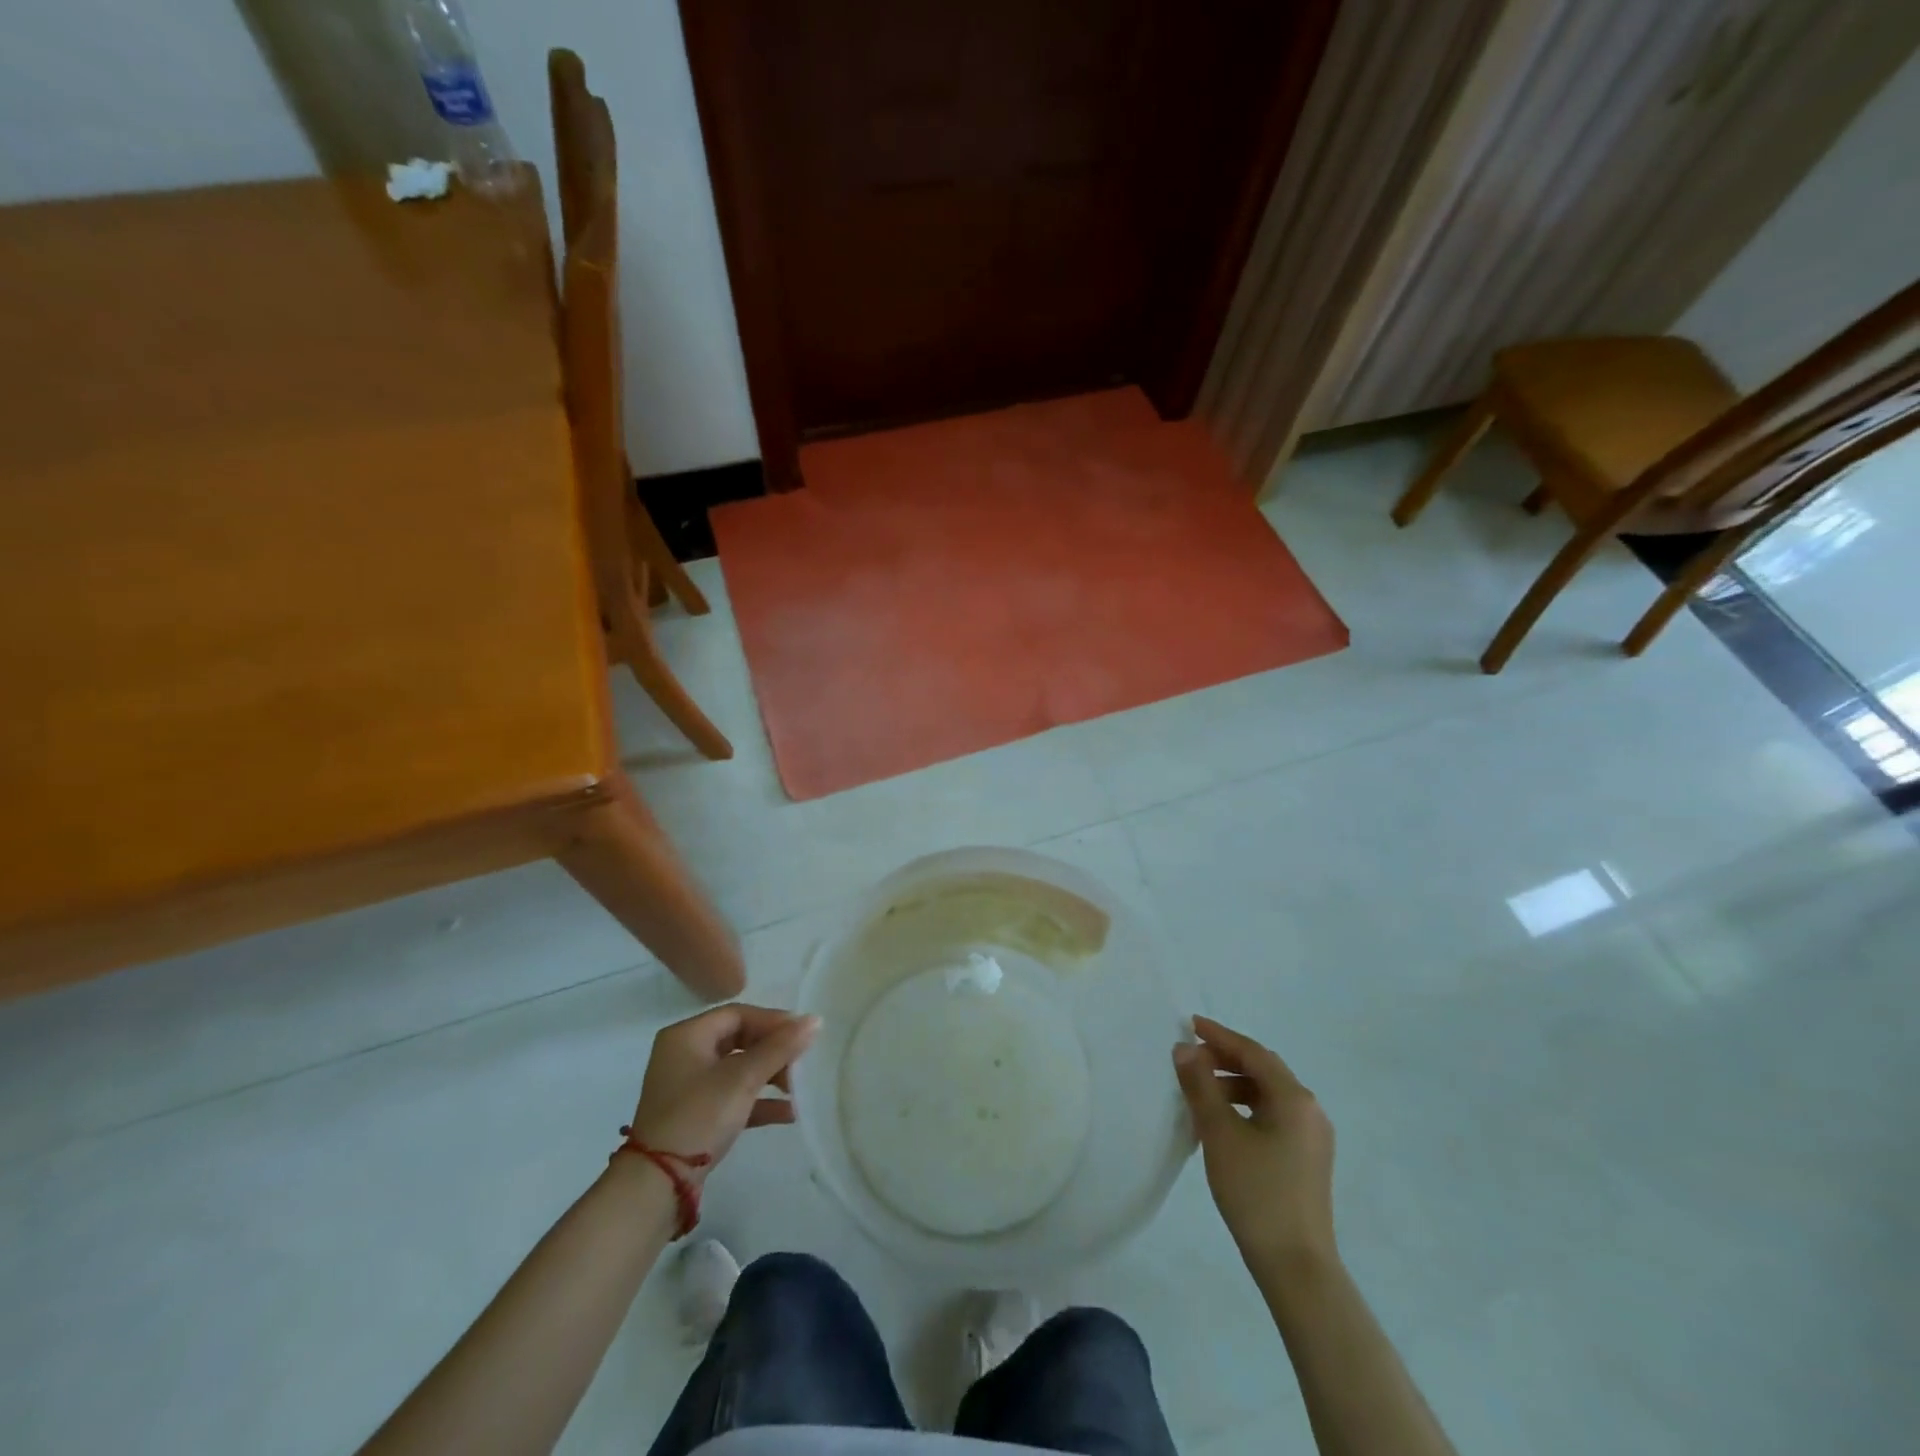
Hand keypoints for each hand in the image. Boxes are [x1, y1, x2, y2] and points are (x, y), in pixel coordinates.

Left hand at [626, 1004, 819, 1180]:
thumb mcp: (742, 1079)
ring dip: (769, 1076)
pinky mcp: (695, 1116)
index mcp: (687, 1036)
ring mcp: (688, 1087)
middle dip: (773, 1051)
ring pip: (738, 1069)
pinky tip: (788, 1113)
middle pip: (739, 1040)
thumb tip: (815, 1020)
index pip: (738, 1014)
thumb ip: (779, 1048)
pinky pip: (732, 1097)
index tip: (803, 1034)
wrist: (656, 1186)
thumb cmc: (699, 1117)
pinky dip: (758, 1101)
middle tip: (801, 1062)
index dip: (773, 1021)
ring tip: (797, 1088)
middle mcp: (684, 1055)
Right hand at [1174, 1015, 1336, 1268]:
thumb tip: (1185, 1048)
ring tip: (1200, 1093)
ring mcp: (1312, 1137)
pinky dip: (1245, 1109)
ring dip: (1234, 1085)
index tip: (1190, 1024)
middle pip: (1264, 1070)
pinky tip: (1222, 1123)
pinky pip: (1273, 1116)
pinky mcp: (1307, 1160)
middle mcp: (1310, 1111)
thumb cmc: (1257, 1193)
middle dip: (1226, 1059)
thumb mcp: (1220, 1133)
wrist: (1296, 1267)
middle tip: (1191, 1057)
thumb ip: (1200, 1085)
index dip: (1220, 1036)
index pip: (1253, 1052)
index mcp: (1294, 1098)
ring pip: (1268, 1095)